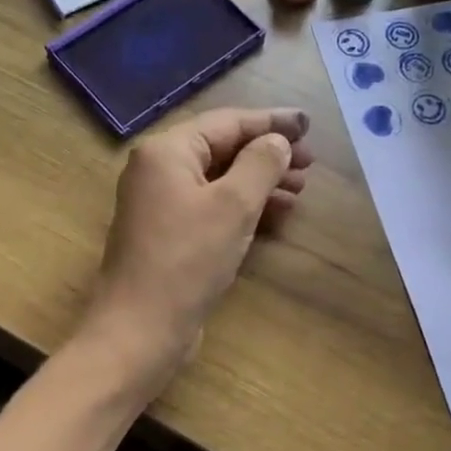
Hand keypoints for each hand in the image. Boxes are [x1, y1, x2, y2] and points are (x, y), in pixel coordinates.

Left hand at [81, 107, 312, 381]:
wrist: (141, 328)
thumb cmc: (187, 259)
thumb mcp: (233, 205)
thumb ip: (260, 164)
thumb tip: (277, 142)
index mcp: (167, 152)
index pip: (226, 123)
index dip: (271, 122)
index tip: (308, 124)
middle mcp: (159, 171)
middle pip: (222, 149)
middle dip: (267, 154)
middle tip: (310, 163)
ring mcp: (161, 205)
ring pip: (220, 180)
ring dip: (260, 182)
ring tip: (300, 189)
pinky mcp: (170, 236)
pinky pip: (212, 208)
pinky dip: (244, 207)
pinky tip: (276, 214)